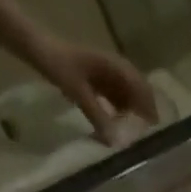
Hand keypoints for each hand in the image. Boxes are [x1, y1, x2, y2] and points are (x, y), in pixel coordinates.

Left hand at [32, 38, 157, 142]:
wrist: (35, 47)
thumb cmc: (58, 64)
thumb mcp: (79, 92)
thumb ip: (98, 117)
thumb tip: (116, 144)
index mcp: (116, 67)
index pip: (143, 90)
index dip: (150, 111)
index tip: (154, 133)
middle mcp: (116, 69)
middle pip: (139, 95)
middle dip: (143, 115)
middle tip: (144, 138)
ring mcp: (108, 75)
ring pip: (128, 98)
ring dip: (130, 115)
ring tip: (129, 135)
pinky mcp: (99, 81)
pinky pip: (116, 99)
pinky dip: (118, 112)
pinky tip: (114, 126)